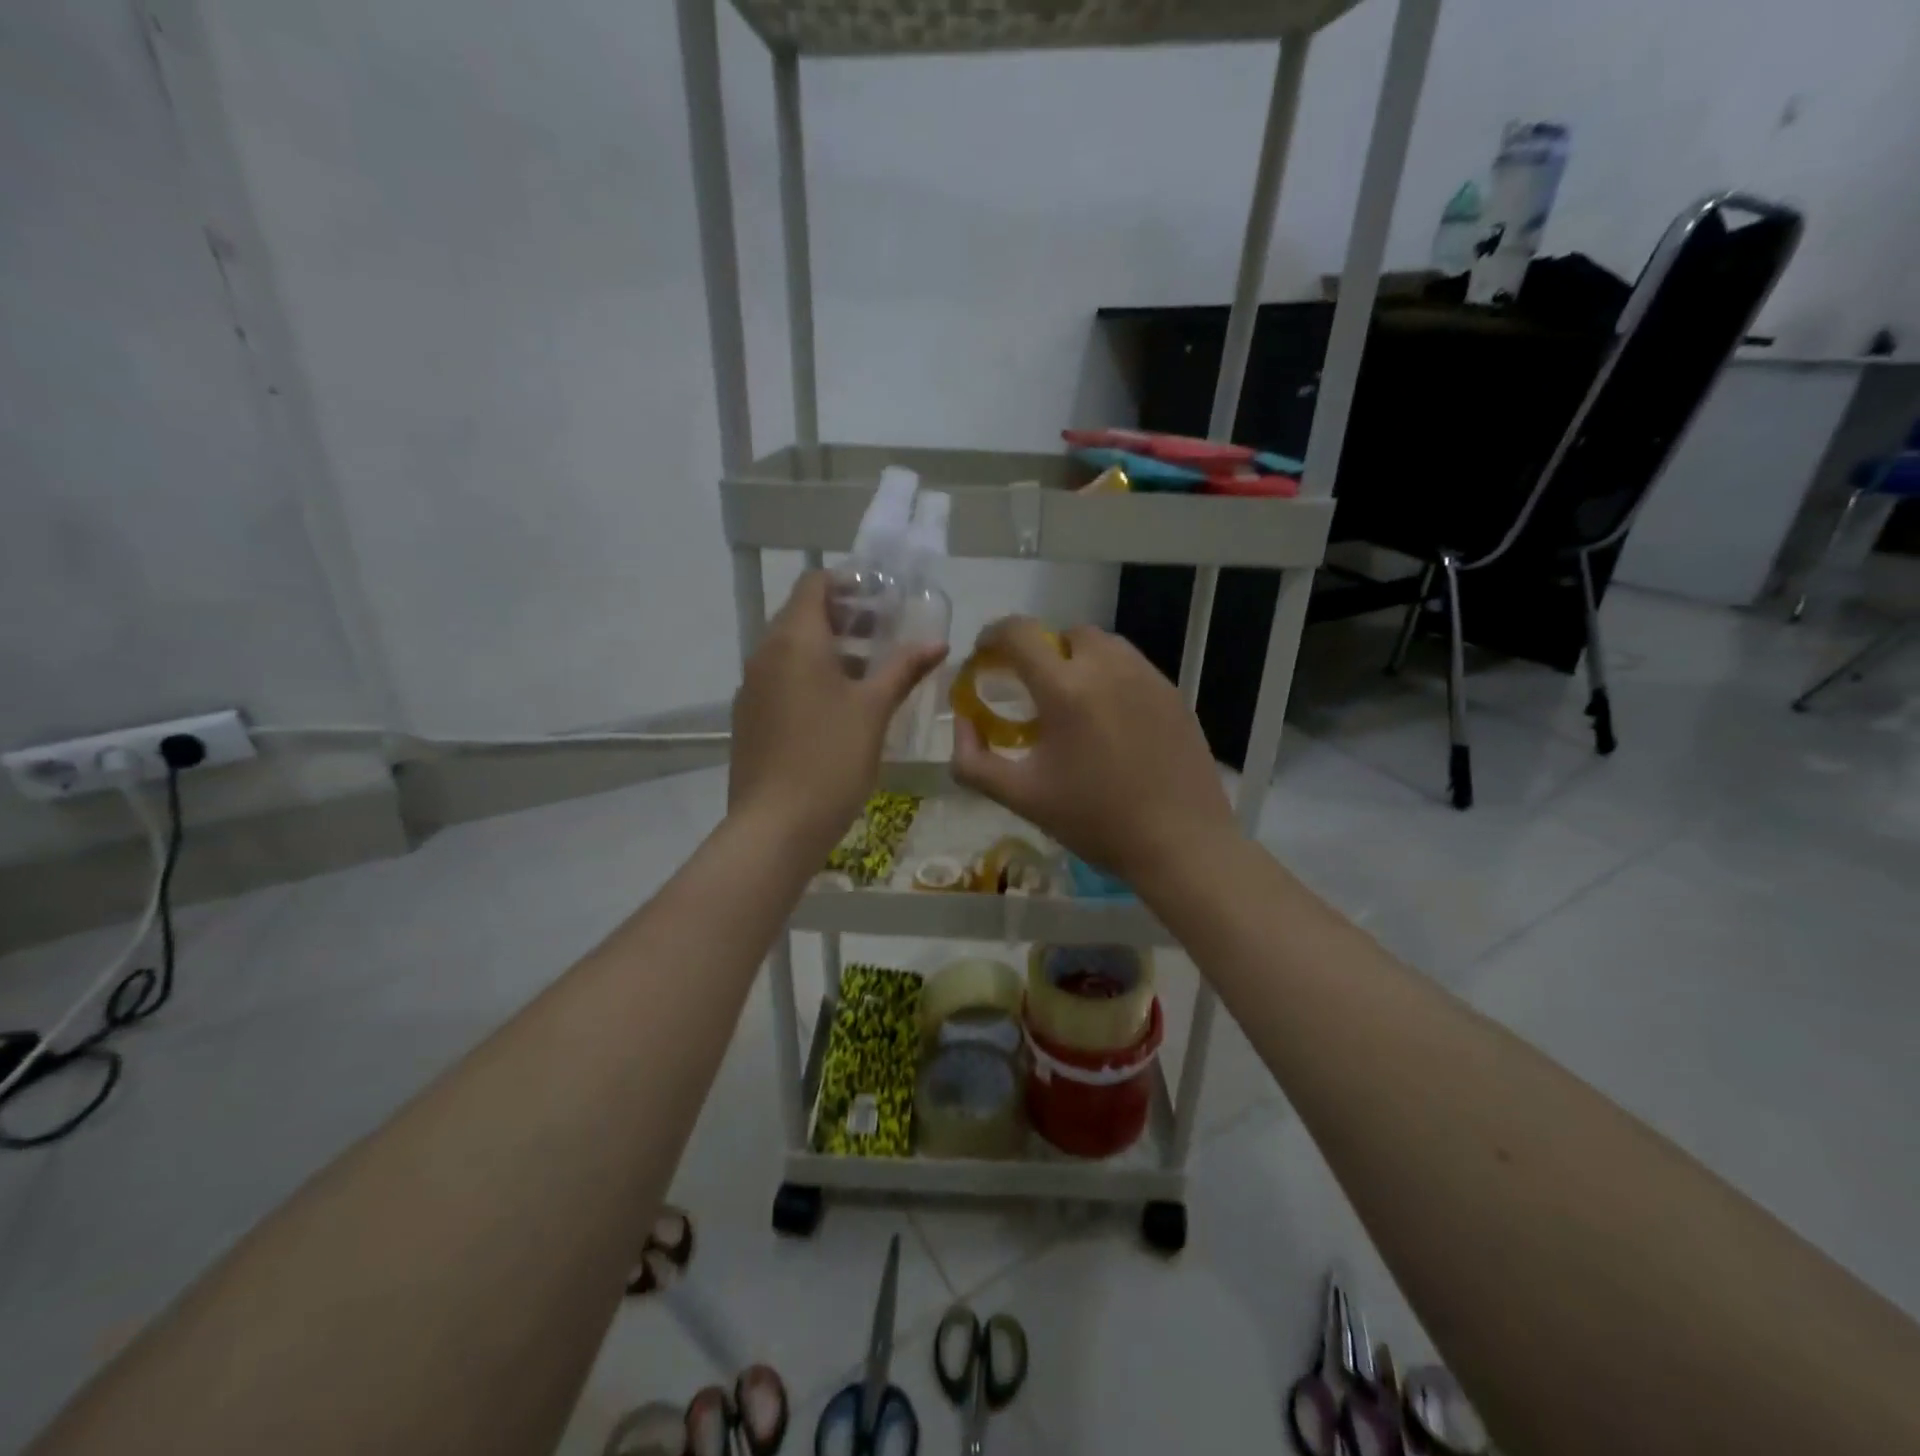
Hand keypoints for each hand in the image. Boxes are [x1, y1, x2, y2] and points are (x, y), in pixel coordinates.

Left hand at [728, 572, 945, 854]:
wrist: (775, 826)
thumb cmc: (831, 758)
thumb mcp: (874, 710)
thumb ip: (904, 669)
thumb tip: (937, 643)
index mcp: (794, 640)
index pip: (814, 584)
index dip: (848, 582)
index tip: (883, 597)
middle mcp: (765, 653)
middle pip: (802, 615)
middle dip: (845, 617)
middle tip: (886, 632)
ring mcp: (752, 687)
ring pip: (791, 649)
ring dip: (830, 648)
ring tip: (872, 669)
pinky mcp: (750, 717)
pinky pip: (782, 679)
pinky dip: (811, 676)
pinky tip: (841, 705)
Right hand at [951, 618, 1236, 888]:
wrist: (1181, 843)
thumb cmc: (1095, 820)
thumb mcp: (1022, 796)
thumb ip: (974, 760)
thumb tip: (961, 723)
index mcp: (1066, 689)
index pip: (1019, 633)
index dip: (993, 636)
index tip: (984, 658)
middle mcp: (1108, 667)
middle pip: (1064, 634)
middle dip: (1040, 652)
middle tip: (1032, 691)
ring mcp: (1147, 676)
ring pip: (1103, 645)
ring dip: (1077, 660)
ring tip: (1074, 704)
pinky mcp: (1173, 693)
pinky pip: (1131, 666)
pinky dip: (1110, 677)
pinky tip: (1111, 721)